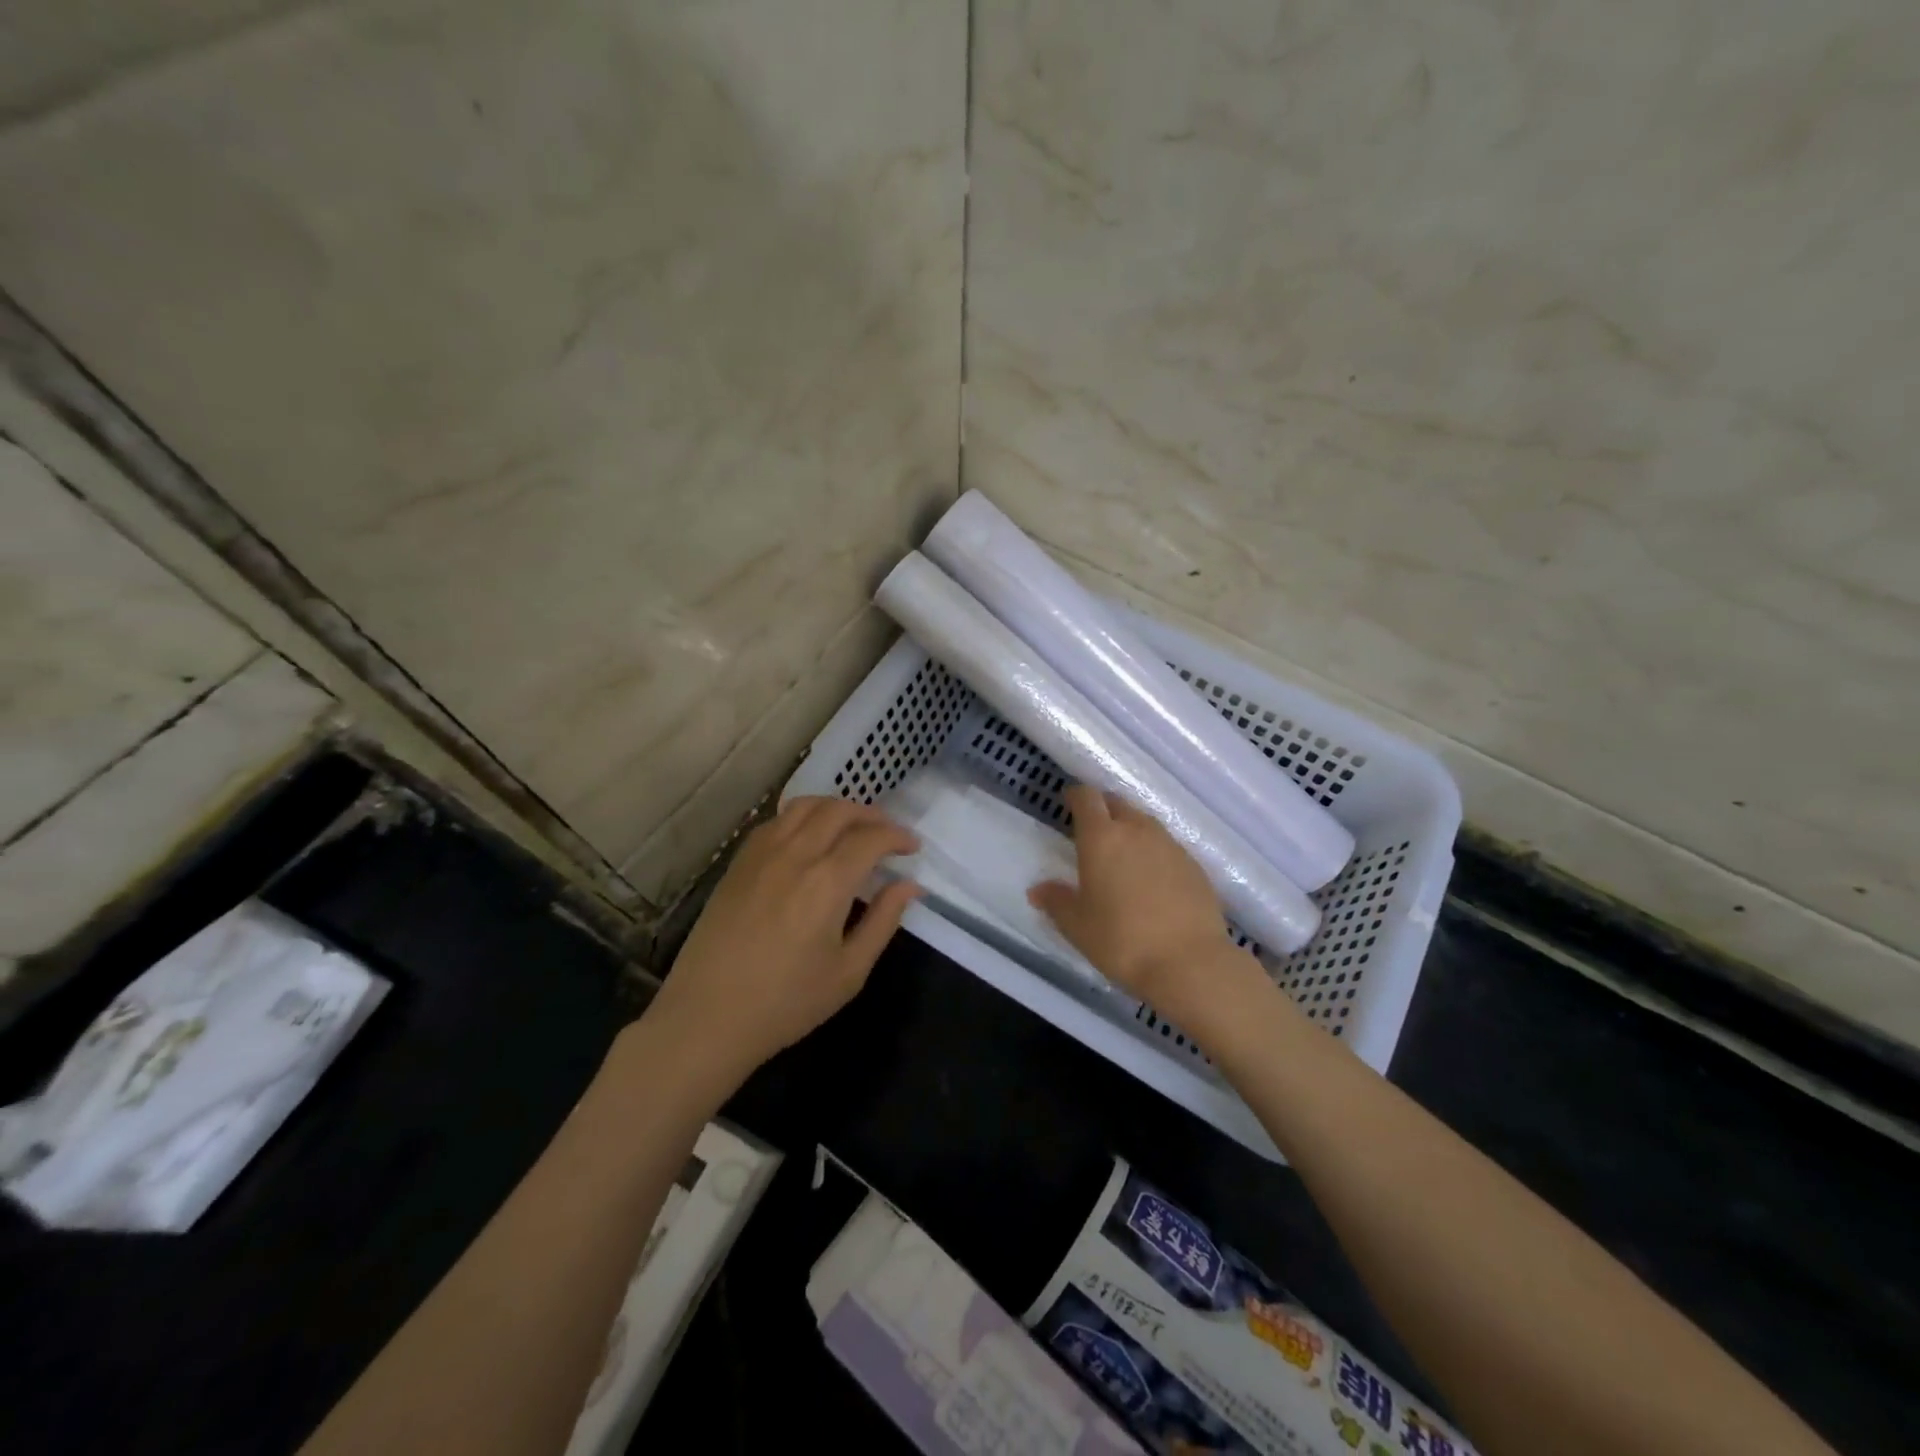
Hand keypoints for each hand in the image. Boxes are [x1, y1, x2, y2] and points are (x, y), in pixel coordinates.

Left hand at [645, 797, 920, 1083]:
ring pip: (805, 806)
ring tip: (852, 828)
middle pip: (839, 810)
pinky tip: (809, 839)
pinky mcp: (738, 862)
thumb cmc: (786, 1003)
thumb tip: (910, 886)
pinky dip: (803, 817)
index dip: (898, 836)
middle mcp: (795, 854)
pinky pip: (777, 821)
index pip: (871, 837)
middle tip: (888, 835)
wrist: (707, 1018)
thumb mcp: (849, 971)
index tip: (913, 848)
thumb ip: (883, 921)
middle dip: (872, 815)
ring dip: (837, 808)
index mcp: (827, 882)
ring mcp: (761, 854)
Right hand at [1028, 785, 1256, 1019]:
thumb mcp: (1078, 926)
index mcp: (1102, 838)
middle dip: (1103, 811)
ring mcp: (1170, 845)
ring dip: (1130, 831)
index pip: (1087, 798)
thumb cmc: (1122, 940)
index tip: (1069, 803)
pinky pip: (1167, 846)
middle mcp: (1137, 830)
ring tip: (1123, 858)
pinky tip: (1152, 881)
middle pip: (1117, 804)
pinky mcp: (1194, 865)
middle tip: (1093, 833)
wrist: (1190, 963)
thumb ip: (1056, 902)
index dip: (1076, 796)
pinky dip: (1154, 853)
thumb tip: (1037, 890)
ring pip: (1145, 823)